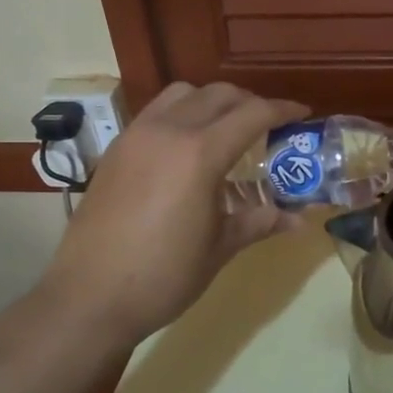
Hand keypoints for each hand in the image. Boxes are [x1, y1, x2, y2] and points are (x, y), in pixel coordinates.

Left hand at [42, 82, 307, 343]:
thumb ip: (259, 222)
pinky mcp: (116, 150)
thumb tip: (299, 220)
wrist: (89, 298)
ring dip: (212, 101)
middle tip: (269, 125)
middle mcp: (167, 131)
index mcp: (199, 154)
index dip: (283, 110)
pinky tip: (187, 149)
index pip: (252, 114)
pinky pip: (156, 113)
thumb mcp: (219, 248)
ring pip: (182, 94)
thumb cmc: (163, 276)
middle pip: (219, 94)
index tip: (303, 114)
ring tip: (226, 130)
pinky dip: (181, 114)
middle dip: (250, 102)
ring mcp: (136, 136)